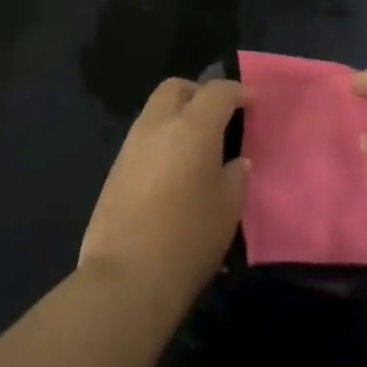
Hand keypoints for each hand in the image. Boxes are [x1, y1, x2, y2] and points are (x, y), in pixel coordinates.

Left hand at [79, 77, 248, 311]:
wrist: (126, 278)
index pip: (217, 92)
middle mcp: (158, 125)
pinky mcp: (115, 169)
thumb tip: (235, 162)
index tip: (251, 100)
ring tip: (196, 145)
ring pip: (155, 110)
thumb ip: (235, 177)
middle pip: (176, 88)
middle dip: (198, 93)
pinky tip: (173, 169)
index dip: (237, 91)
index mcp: (192, 127)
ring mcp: (131, 145)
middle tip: (218, 115)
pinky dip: (161, 139)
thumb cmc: (188, 239)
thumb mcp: (227, 209)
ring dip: (177, 115)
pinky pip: (143, 137)